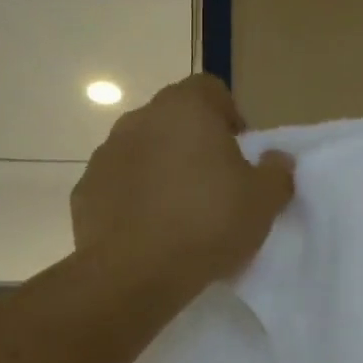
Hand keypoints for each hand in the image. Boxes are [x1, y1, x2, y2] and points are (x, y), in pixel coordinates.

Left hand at [72, 74, 295, 288]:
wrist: (132, 273)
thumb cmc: (206, 224)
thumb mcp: (263, 202)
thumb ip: (277, 173)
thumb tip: (277, 159)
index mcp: (185, 109)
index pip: (210, 89)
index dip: (229, 116)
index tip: (239, 154)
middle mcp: (140, 120)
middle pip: (174, 120)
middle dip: (194, 144)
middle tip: (213, 186)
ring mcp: (105, 154)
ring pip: (143, 152)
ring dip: (161, 171)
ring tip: (179, 213)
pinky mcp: (85, 190)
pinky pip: (118, 186)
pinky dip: (133, 200)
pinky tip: (149, 232)